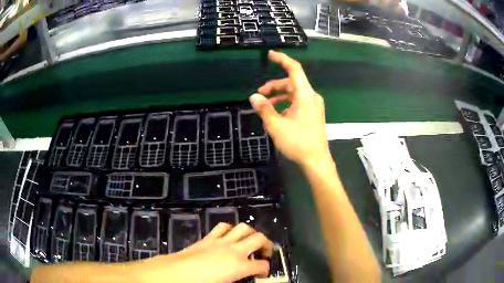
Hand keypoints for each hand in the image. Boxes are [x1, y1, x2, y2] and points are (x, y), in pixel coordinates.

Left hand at [136, 223, 273, 282]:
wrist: (177, 272)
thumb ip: (237, 279)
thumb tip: (242, 277)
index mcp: (240, 266)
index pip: (262, 265)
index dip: (266, 270)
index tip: (263, 274)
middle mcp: (235, 250)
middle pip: (259, 239)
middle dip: (267, 245)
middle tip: (266, 252)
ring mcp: (222, 241)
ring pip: (243, 228)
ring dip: (251, 233)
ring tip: (251, 240)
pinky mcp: (209, 237)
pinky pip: (223, 226)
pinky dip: (231, 228)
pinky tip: (230, 235)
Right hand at [251, 50, 329, 168]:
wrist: (316, 160)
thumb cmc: (297, 142)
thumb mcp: (276, 125)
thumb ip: (264, 109)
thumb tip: (253, 97)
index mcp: (305, 94)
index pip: (294, 69)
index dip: (282, 59)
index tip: (270, 55)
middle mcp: (311, 96)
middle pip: (291, 83)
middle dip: (274, 86)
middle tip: (259, 94)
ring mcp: (314, 105)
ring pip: (294, 93)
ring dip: (279, 96)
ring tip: (265, 106)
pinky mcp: (313, 113)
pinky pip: (298, 102)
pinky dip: (286, 104)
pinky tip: (277, 114)